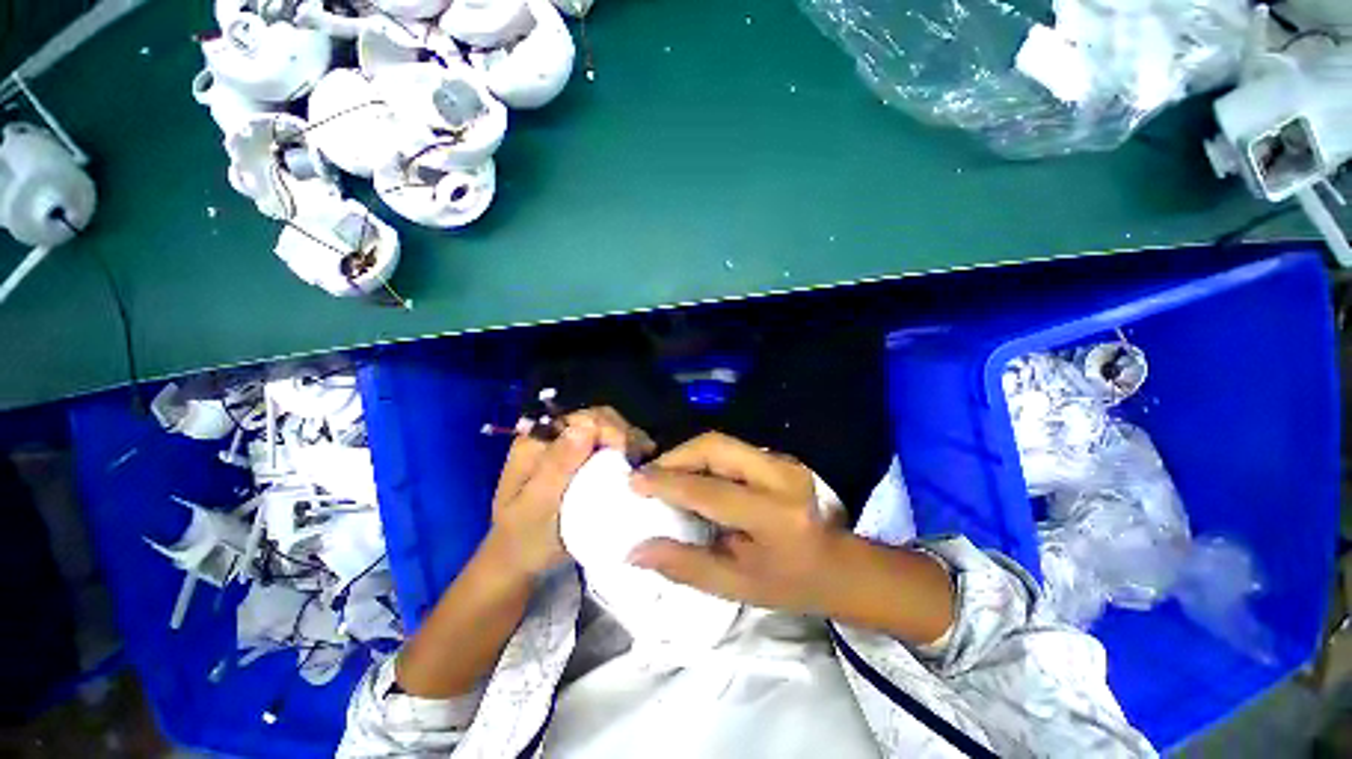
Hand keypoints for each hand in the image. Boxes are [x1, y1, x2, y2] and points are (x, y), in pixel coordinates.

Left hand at [488, 407, 655, 576]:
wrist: (523, 562)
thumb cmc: (524, 538)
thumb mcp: (536, 506)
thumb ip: (557, 466)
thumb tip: (586, 426)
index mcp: (538, 440)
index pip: (580, 418)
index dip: (608, 427)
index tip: (626, 451)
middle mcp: (556, 437)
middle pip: (599, 420)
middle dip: (624, 433)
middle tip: (641, 458)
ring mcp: (573, 449)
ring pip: (610, 431)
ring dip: (630, 442)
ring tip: (644, 462)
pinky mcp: (586, 462)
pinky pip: (613, 448)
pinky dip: (630, 453)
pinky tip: (640, 467)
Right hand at [630, 432, 955, 641]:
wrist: (839, 565)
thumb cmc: (789, 584)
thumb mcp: (735, 586)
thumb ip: (684, 566)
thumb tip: (635, 551)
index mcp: (772, 516)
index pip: (708, 490)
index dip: (667, 483)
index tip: (634, 481)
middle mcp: (780, 476)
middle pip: (715, 446)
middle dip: (676, 456)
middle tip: (650, 475)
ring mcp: (782, 461)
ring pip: (721, 441)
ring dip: (688, 454)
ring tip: (665, 475)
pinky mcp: (779, 456)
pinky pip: (731, 448)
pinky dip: (704, 457)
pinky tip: (692, 474)